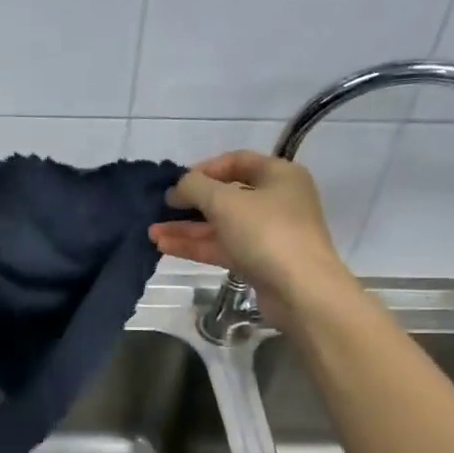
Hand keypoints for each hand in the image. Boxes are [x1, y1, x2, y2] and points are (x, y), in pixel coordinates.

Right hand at [149, 151, 355, 323]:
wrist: (301, 291)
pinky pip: (223, 247)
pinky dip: (196, 246)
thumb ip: (194, 187)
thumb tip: (178, 186)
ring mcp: (268, 234)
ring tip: (152, 232)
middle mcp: (276, 200)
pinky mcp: (258, 261)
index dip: (203, 169)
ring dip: (187, 228)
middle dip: (189, 203)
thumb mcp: (224, 201)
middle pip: (226, 196)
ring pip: (220, 225)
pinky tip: (165, 247)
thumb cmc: (266, 233)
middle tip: (159, 209)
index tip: (176, 182)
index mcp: (278, 175)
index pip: (236, 161)